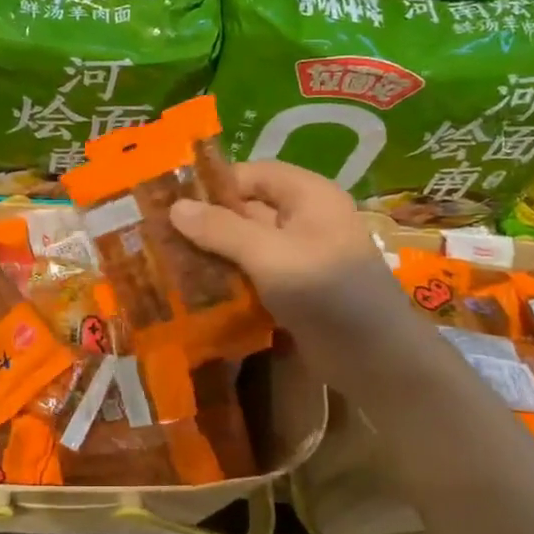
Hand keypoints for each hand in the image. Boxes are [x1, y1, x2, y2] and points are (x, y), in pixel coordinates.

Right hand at [169, 161, 408, 350]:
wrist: (376, 359)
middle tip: (158, 235)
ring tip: (165, 261)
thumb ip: (221, 229)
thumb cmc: (326, 292)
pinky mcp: (292, 289)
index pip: (252, 175)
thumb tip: (174, 207)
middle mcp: (304, 219)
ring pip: (246, 244)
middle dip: (206, 222)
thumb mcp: (269, 254)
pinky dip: (227, 279)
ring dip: (212, 253)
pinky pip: (252, 274)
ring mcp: (298, 257)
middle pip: (246, 209)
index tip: (171, 202)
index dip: (214, 185)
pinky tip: (192, 290)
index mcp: (308, 196)